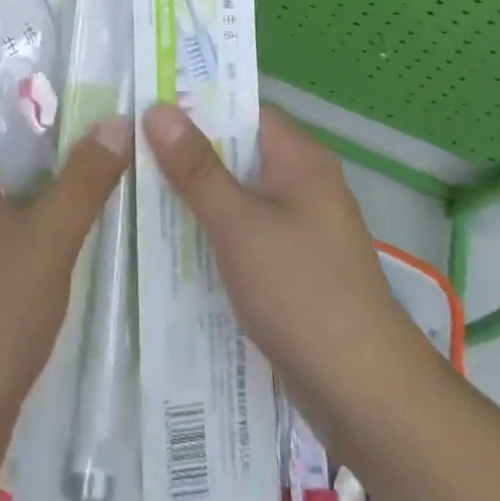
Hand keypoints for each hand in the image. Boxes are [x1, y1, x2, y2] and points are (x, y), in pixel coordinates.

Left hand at [0, 96, 133, 474]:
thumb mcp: (47, 239)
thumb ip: (83, 179)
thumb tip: (117, 120)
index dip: (4, 67)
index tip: (55, 50)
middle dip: (42, 105)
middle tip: (97, 84)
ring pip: (10, 169)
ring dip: (50, 152)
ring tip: (105, 129)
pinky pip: (17, 207)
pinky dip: (49, 194)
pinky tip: (93, 196)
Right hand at [140, 103, 440, 448]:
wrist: (369, 396)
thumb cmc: (301, 292)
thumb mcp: (238, 224)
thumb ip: (196, 168)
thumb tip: (158, 108)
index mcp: (299, 157)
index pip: (241, 110)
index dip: (195, 105)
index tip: (147, 106)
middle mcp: (305, 182)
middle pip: (238, 152)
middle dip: (189, 154)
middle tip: (131, 150)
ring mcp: (304, 227)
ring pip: (241, 196)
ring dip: (200, 198)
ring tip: (141, 194)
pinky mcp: (299, 267)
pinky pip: (250, 233)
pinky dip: (218, 234)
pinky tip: (179, 247)